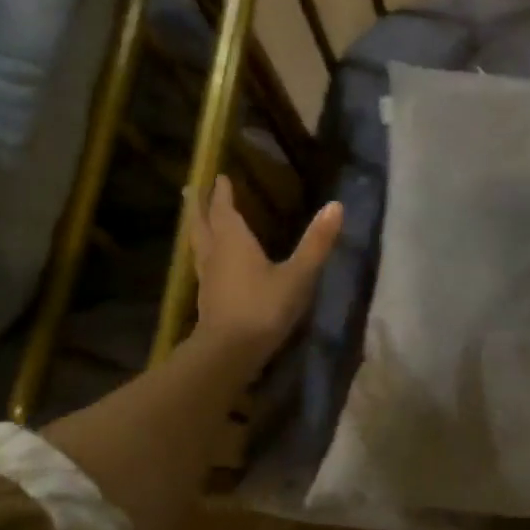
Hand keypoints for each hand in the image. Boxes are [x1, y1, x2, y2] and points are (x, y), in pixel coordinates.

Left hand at [189, 176, 342, 363]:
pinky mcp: (208, 299)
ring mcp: (207, 278)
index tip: (219, 176)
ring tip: (198, 220)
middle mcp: (215, 254)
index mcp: (233, 242)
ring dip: (198, 229)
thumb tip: (336, 205)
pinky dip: (204, 253)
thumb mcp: (298, 275)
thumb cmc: (263, 308)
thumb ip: (316, 242)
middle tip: (194, 190)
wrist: (229, 353)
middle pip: (202, 224)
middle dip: (200, 206)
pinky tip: (212, 262)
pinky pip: (203, 265)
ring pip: (199, 245)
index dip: (222, 193)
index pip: (224, 210)